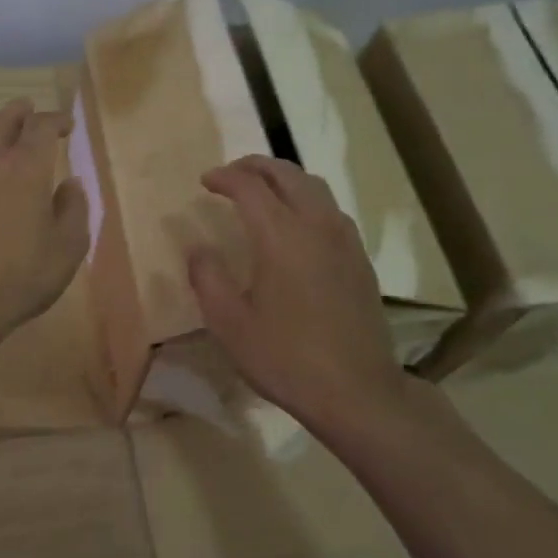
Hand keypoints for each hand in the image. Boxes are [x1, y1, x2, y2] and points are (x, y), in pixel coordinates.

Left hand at [0, 98, 88, 334]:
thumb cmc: (20, 276)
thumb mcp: (67, 247)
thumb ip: (73, 208)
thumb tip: (70, 183)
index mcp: (25, 165)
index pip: (42, 126)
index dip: (56, 120)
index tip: (66, 126)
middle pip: (5, 120)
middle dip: (22, 113)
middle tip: (31, 111)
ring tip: (6, 130)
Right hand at [188, 155, 413, 442]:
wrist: (357, 391)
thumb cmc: (285, 357)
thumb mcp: (229, 323)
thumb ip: (207, 277)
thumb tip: (198, 248)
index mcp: (281, 236)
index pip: (250, 186)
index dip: (224, 177)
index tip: (205, 181)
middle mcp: (317, 225)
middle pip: (288, 174)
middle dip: (256, 166)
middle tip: (231, 173)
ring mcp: (345, 241)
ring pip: (315, 187)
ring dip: (284, 178)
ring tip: (262, 191)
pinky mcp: (359, 259)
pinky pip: (331, 210)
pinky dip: (306, 199)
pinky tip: (295, 225)